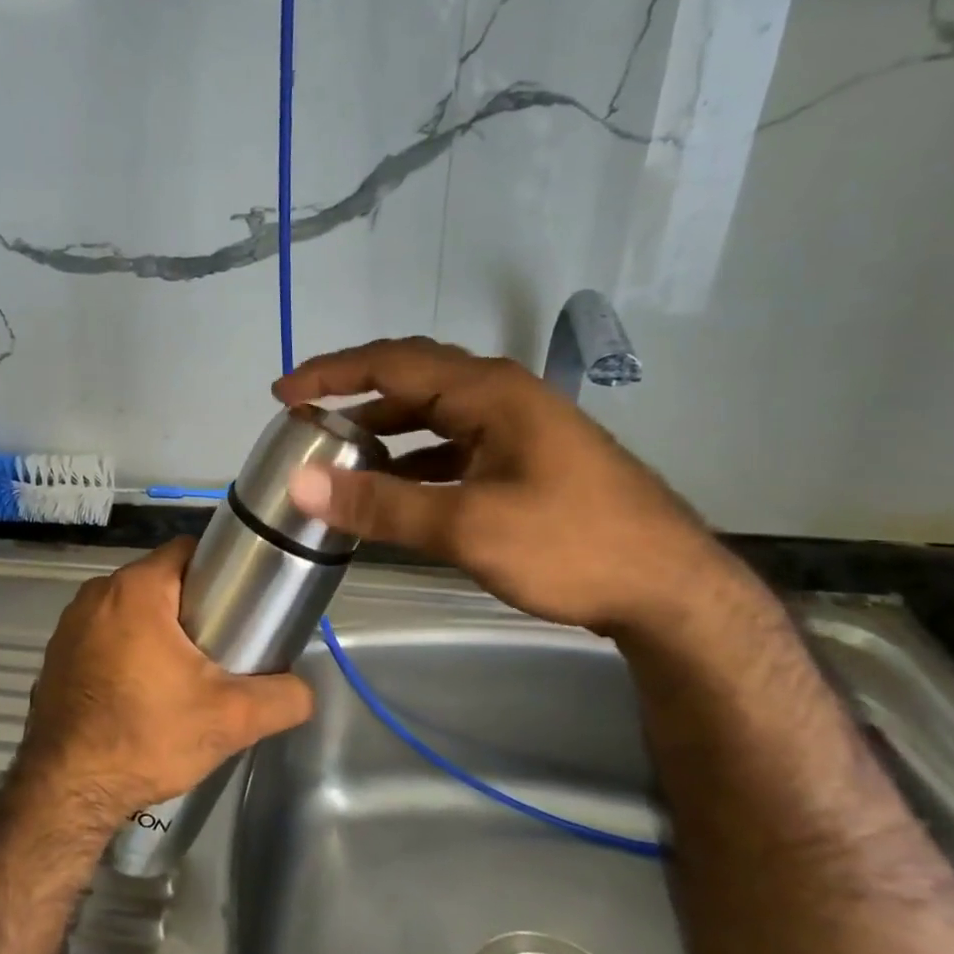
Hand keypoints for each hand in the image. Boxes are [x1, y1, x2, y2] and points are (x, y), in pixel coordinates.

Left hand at [16, 538, 315, 821]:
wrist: (67, 792)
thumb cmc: (147, 737)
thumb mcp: (230, 719)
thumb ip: (283, 698)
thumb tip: (305, 690)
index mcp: (137, 589)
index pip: (188, 552)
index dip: (220, 571)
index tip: (240, 604)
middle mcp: (97, 594)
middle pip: (160, 580)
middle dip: (192, 605)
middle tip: (221, 645)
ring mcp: (70, 624)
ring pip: (131, 608)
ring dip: (157, 627)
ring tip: (185, 670)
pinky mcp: (57, 654)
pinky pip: (103, 633)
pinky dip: (125, 648)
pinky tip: (142, 688)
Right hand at [273, 336, 732, 634]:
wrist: (670, 589)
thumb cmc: (570, 546)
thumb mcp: (466, 527)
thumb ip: (381, 505)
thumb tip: (302, 484)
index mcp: (489, 392)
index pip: (393, 364)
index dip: (332, 374)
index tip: (283, 394)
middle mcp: (503, 396)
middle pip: (413, 380)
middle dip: (355, 394)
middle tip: (305, 416)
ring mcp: (519, 428)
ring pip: (435, 415)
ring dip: (386, 429)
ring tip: (340, 451)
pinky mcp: (528, 461)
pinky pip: (456, 445)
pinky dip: (417, 459)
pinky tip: (398, 487)